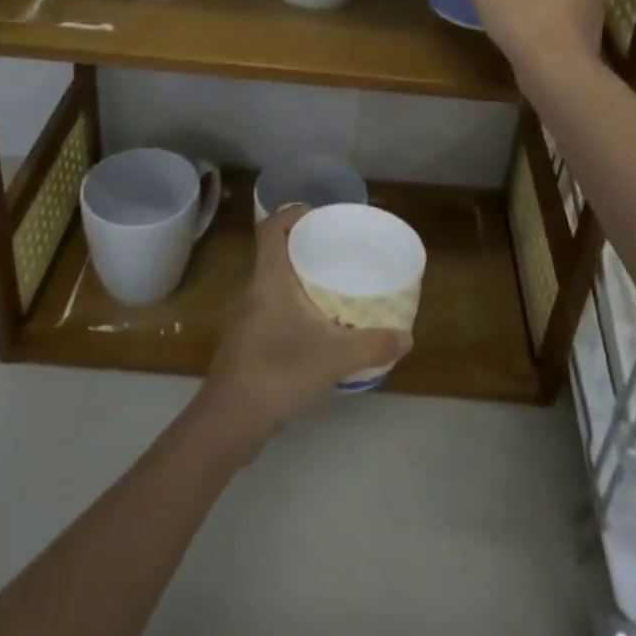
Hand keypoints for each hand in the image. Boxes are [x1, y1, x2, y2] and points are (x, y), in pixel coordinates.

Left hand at [199, 204, 411, 442]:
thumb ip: (373, 345)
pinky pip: (270, 310)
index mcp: (269, 279)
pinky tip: (313, 330)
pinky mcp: (245, 344)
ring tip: (330, 288)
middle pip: (274, 253)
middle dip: (303, 247)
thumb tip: (407, 337)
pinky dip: (291, 309)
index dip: (292, 214)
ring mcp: (245, 319)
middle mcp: (253, 291)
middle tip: (337, 252)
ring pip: (272, 284)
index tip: (320, 217)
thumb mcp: (335, 357)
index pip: (271, 228)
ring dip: (297, 280)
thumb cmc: (279, 372)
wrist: (229, 422)